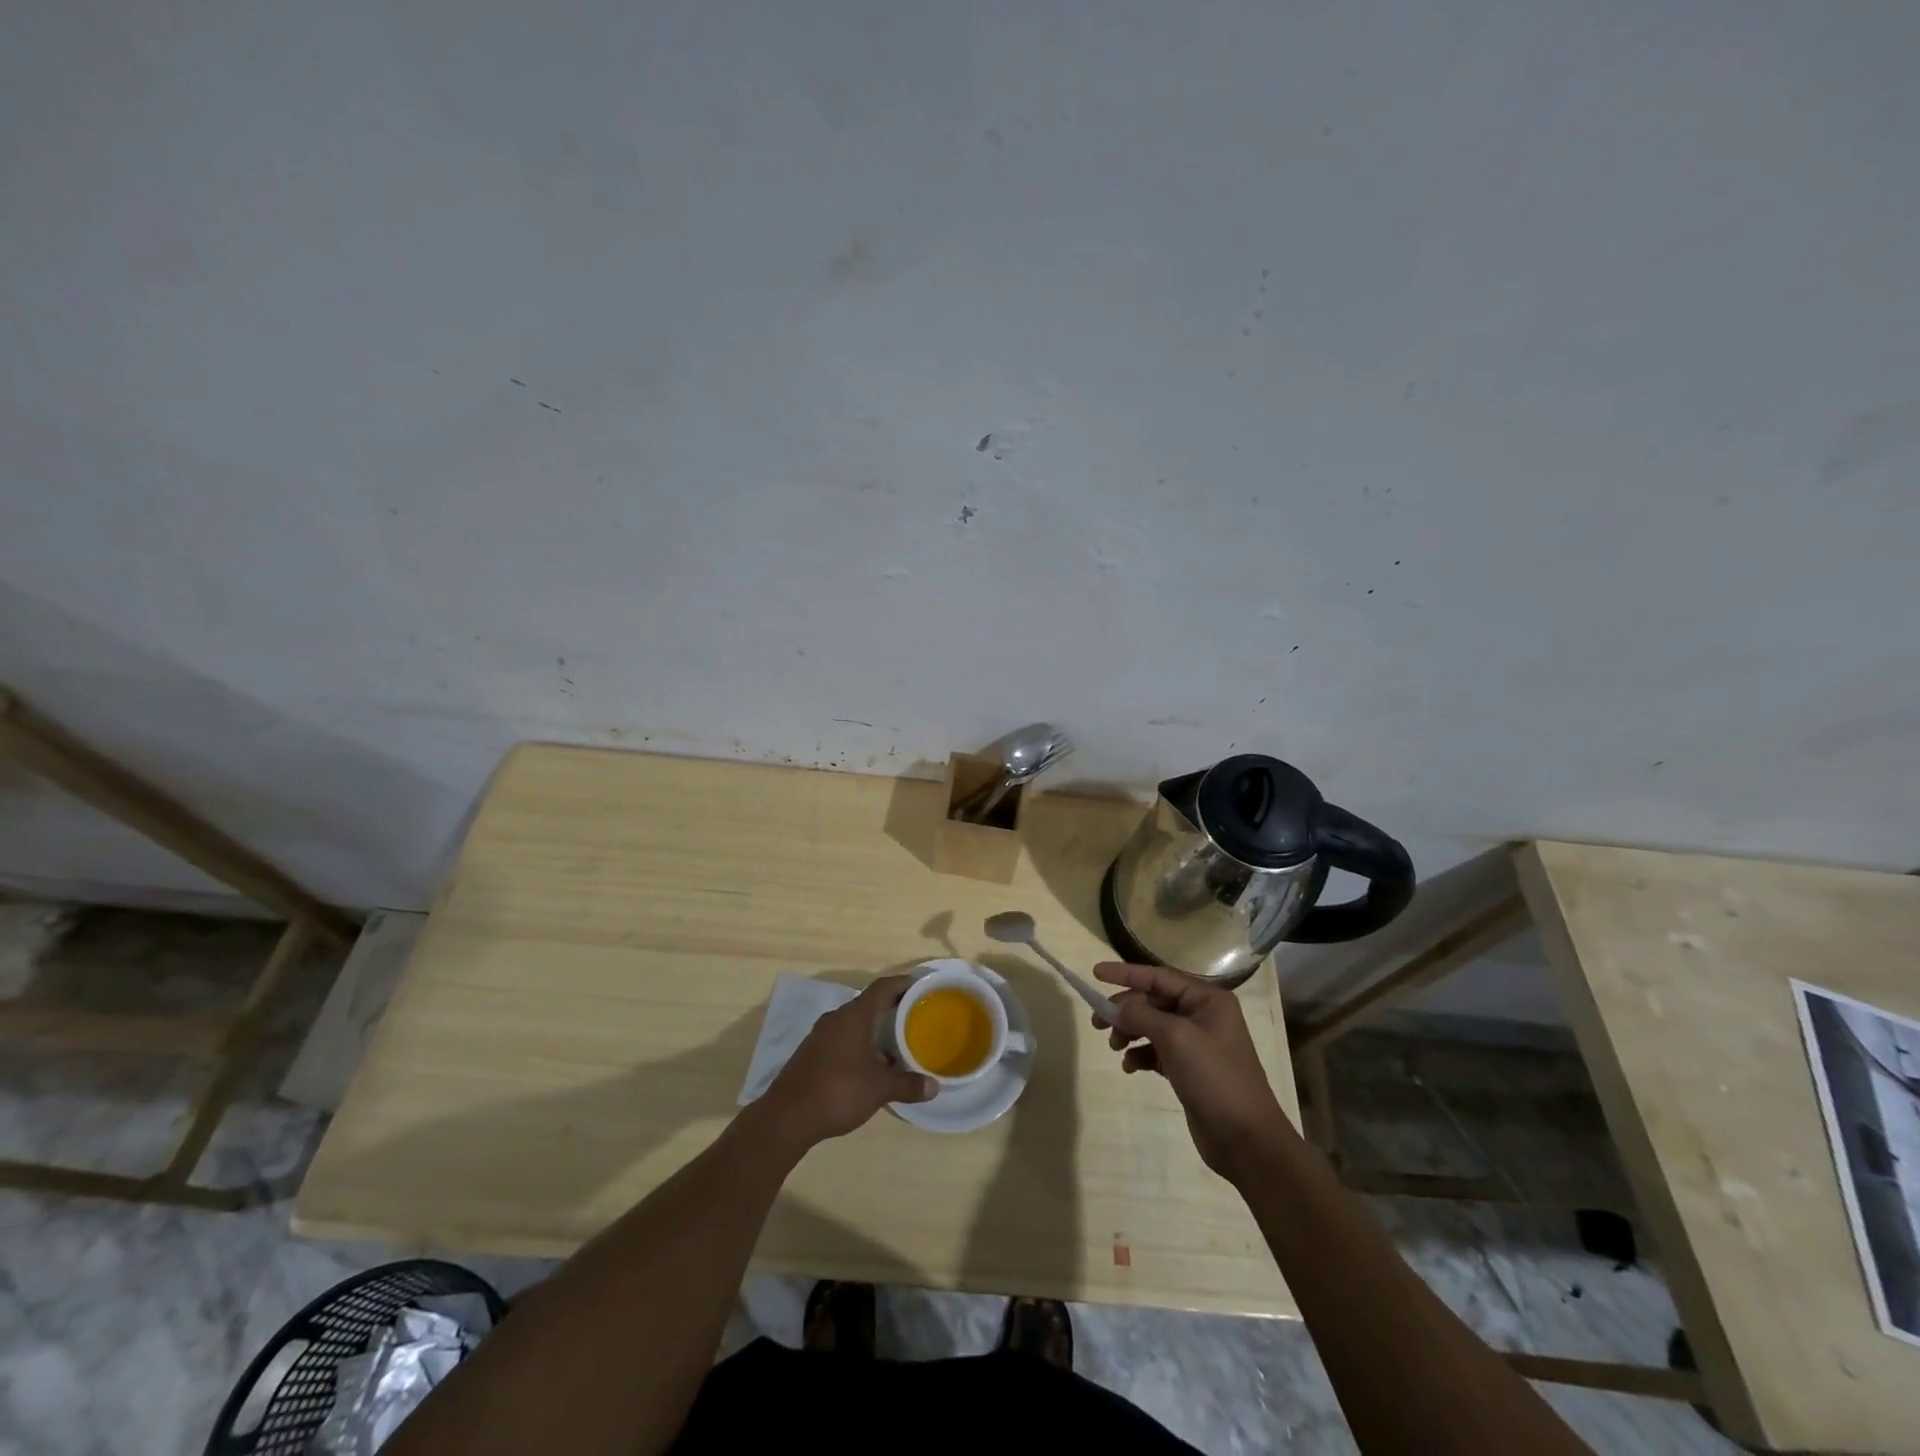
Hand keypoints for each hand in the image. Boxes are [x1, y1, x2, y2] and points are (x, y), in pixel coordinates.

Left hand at [755, 975, 936, 1150]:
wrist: (787, 1117)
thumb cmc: (838, 1091)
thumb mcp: (879, 1089)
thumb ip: (907, 1085)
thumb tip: (934, 1087)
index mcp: (854, 1016)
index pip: (882, 988)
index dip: (903, 983)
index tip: (921, 985)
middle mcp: (836, 1018)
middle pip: (868, 1004)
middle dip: (891, 1008)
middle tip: (915, 1015)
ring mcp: (821, 1035)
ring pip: (854, 1023)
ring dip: (875, 1029)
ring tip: (897, 1042)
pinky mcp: (812, 1053)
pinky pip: (842, 1038)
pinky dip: (860, 1043)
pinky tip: (871, 1065)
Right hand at [1094, 962, 1291, 1179]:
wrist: (1246, 1140)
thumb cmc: (1214, 1078)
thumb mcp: (1175, 1038)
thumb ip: (1141, 1015)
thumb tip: (1117, 1007)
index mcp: (1208, 999)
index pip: (1159, 976)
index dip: (1125, 973)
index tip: (1096, 973)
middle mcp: (1204, 1016)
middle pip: (1154, 1001)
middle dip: (1125, 1009)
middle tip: (1097, 1022)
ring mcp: (1198, 1044)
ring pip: (1153, 1026)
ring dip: (1131, 1032)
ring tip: (1114, 1046)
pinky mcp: (1190, 1070)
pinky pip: (1157, 1051)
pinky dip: (1141, 1055)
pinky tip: (1130, 1066)